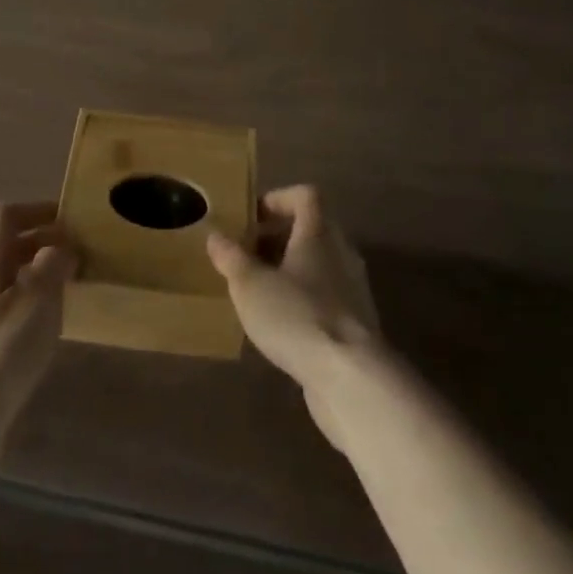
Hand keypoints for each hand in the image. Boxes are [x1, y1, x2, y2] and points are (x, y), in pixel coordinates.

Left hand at [0, 201, 76, 484]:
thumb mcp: (38, 297)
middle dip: (41, 247)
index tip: (69, 218)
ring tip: (67, 297)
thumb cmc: (1, 349)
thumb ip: (52, 264)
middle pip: (4, 252)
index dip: (36, 209)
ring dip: (35, 283)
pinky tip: (43, 339)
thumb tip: (58, 248)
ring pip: (4, 287)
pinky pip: (2, 321)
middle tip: (77, 257)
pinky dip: (26, 316)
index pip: (5, 217)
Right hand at [207, 185, 381, 446]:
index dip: (279, 199)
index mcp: (319, 232)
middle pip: (313, 229)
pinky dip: (303, 299)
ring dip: (290, 270)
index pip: (306, 196)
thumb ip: (231, 257)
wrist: (351, 377)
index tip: (252, 217)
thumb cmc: (297, 316)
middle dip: (279, 237)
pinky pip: (326, 296)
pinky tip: (281, 323)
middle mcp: (342, 252)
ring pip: (319, 264)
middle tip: (248, 254)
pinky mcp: (357, 323)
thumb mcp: (250, 284)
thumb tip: (216, 235)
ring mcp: (353, 289)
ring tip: (259, 290)